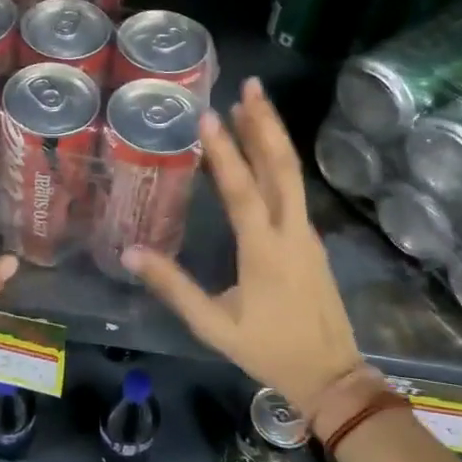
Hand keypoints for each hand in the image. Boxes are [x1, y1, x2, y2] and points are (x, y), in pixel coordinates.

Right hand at [123, 78, 369, 410]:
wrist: (332, 375)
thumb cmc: (268, 350)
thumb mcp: (214, 325)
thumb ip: (174, 287)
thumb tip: (130, 253)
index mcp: (265, 251)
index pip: (244, 191)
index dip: (225, 153)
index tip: (210, 116)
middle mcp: (291, 232)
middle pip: (282, 168)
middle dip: (265, 124)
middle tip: (250, 86)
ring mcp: (306, 234)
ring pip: (292, 175)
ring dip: (273, 136)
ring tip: (254, 102)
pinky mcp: (310, 240)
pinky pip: (294, 189)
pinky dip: (278, 160)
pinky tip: (263, 149)